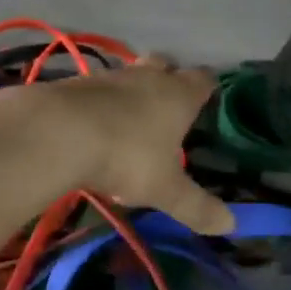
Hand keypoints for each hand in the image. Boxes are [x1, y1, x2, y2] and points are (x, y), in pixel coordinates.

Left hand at [48, 58, 234, 234]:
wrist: (58, 132)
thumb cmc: (126, 156)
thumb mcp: (166, 190)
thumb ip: (197, 206)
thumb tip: (231, 225)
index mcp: (179, 95)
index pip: (204, 79)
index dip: (208, 88)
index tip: (209, 100)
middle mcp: (148, 76)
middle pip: (165, 64)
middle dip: (169, 78)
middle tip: (168, 105)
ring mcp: (110, 76)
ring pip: (130, 73)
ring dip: (132, 90)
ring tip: (130, 120)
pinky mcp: (76, 83)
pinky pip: (97, 88)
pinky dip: (101, 102)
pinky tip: (94, 126)